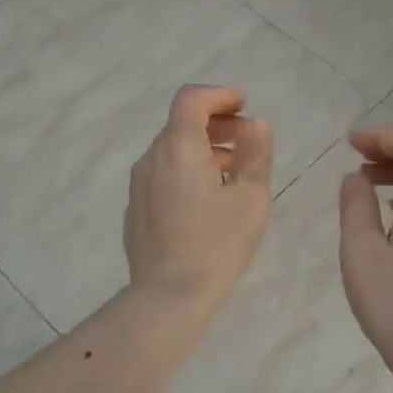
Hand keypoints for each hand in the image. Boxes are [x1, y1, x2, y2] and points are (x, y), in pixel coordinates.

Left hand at [124, 85, 274, 314]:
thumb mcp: (250, 198)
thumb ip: (256, 154)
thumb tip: (257, 124)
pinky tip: (208, 198)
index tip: (244, 106)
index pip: (191, 99)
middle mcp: (151, 158)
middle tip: (248, 141)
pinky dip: (187, 170)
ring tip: (234, 172)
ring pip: (172, 151)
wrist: (167, 297)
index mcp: (178, 147)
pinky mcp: (135, 208)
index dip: (220, 95)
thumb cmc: (216, 245)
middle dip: (217, 124)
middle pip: (181, 123)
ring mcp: (139, 184)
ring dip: (203, 149)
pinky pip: (163, 174)